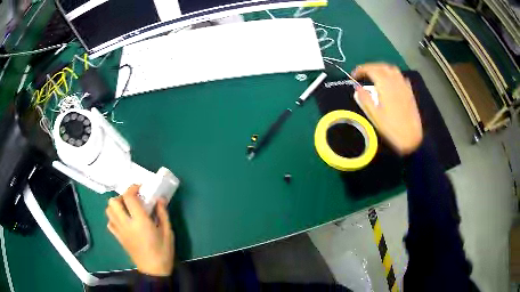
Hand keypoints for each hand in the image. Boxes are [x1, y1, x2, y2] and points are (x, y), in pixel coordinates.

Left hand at [106, 185, 174, 275]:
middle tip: (132, 199)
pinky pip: (110, 223)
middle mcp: (126, 224)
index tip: (140, 188)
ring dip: (116, 206)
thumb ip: (163, 214)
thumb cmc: (163, 252)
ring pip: (109, 211)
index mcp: (140, 222)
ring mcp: (120, 231)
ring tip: (127, 208)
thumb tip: (160, 199)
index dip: (133, 188)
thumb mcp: (168, 232)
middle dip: (121, 196)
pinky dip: (113, 218)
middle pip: (113, 202)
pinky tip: (123, 220)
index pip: (129, 197)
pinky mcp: (118, 238)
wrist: (153, 270)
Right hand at [352, 63, 422, 154]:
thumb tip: (357, 87)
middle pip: (381, 66)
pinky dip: (392, 75)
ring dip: (382, 68)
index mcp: (384, 85)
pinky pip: (400, 76)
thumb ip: (365, 99)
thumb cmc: (391, 128)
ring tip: (375, 75)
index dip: (360, 70)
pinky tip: (390, 82)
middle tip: (362, 74)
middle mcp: (395, 81)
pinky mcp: (409, 92)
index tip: (353, 76)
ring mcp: (403, 85)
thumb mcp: (374, 115)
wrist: (411, 137)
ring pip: (392, 69)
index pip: (370, 69)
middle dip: (370, 67)